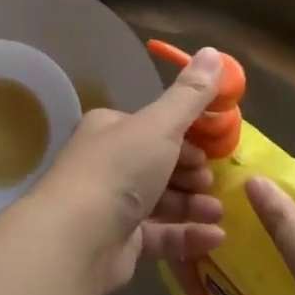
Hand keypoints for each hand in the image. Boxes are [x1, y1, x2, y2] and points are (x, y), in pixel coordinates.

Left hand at [32, 47, 226, 293]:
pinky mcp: (118, 244)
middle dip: (191, 173)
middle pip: (158, 164)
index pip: (154, 127)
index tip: (212, 148)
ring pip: (160, 201)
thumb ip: (190, 95)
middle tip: (213, 181)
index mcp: (110, 129)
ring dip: (193, 204)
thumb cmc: (118, 170)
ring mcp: (110, 205)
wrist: (76, 239)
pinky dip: (187, 234)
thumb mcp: (160, 125)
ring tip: (218, 211)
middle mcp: (107, 164)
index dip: (185, 136)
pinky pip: (159, 235)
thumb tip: (213, 51)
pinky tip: (215, 237)